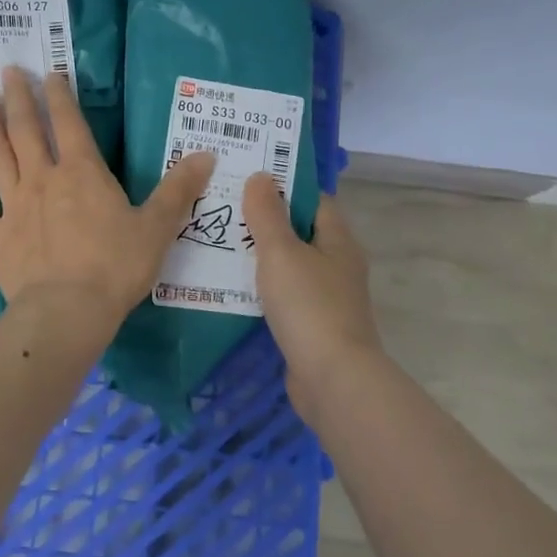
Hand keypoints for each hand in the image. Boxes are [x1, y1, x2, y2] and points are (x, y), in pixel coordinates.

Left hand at [0, 68, 216, 344]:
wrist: (67, 311)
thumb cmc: (115, 267)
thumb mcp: (157, 227)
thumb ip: (178, 189)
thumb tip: (207, 154)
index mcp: (82, 173)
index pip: (69, 124)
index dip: (59, 96)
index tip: (49, 73)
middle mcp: (43, 179)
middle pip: (27, 131)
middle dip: (18, 98)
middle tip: (7, 70)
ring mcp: (13, 205)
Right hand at [243, 174, 384, 422]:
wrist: (332, 379)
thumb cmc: (309, 306)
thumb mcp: (281, 252)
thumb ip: (267, 214)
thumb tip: (261, 176)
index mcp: (338, 240)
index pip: (314, 200)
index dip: (284, 186)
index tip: (247, 179)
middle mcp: (337, 265)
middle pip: (300, 232)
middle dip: (265, 221)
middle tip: (224, 209)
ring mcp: (327, 298)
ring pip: (289, 266)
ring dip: (260, 256)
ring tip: (218, 243)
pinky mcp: (312, 326)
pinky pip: (284, 296)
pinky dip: (261, 288)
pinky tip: (231, 286)